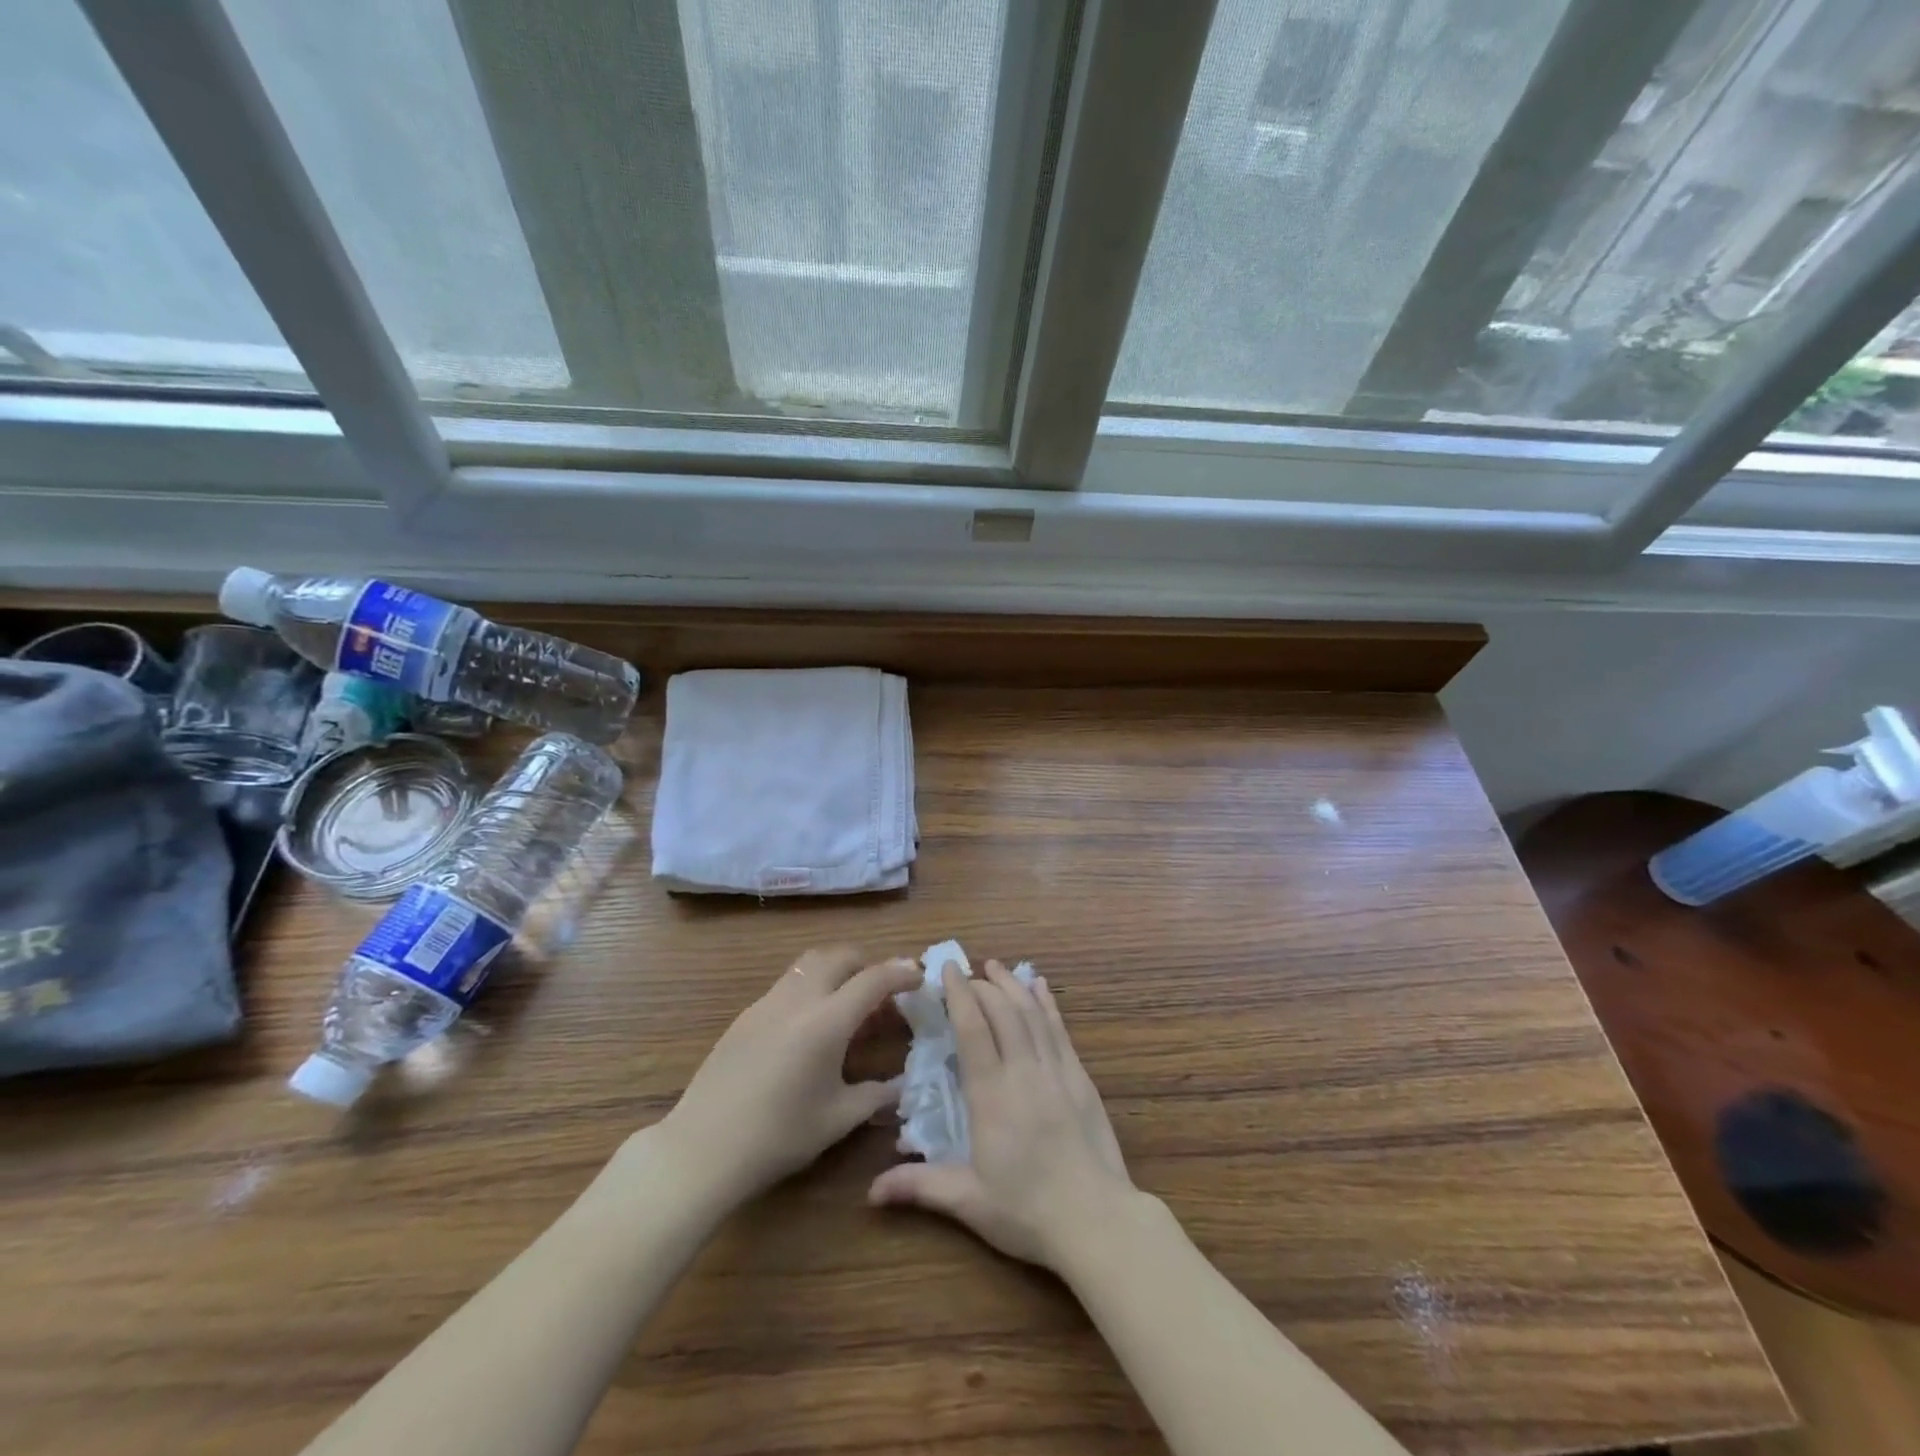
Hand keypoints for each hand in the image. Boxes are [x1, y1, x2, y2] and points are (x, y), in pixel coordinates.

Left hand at [652, 947, 921, 1213]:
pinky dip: (812, 987)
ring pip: (810, 963)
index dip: (901, 973)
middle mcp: (799, 999)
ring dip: (837, 970)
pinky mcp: (746, 1014)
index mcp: (827, 1021)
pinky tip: (811, 1026)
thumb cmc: (777, 1137)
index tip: (919, 977)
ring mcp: (768, 1002)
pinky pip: (789, 983)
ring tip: (849, 1003)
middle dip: (868, 963)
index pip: (874, 979)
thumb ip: (875, 1095)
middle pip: (840, 956)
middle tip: (884, 989)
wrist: (702, 1148)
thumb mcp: (837, 1119)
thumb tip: (902, 1085)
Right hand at [868, 960, 1139, 1270]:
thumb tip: (869, 1192)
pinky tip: (1040, 986)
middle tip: (966, 973)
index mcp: (992, 1095)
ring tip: (996, 966)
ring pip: (1031, 1013)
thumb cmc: (1027, 1212)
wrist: (1097, 1221)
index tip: (947, 969)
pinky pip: (1060, 1029)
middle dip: (982, 985)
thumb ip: (920, 1187)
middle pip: (1002, 1011)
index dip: (959, 994)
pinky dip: (1047, 1003)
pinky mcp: (1080, 1077)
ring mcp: (1056, 1070)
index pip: (972, 1028)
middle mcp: (1024, 1071)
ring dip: (1012, 985)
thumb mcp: (968, 1201)